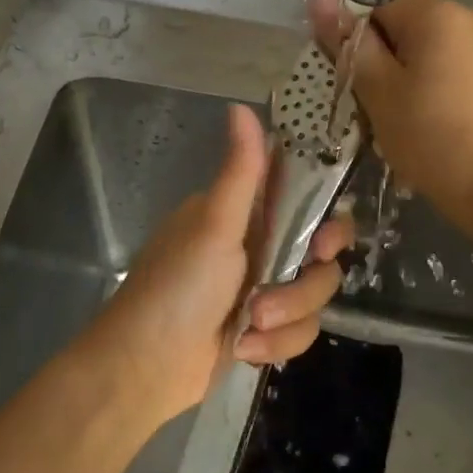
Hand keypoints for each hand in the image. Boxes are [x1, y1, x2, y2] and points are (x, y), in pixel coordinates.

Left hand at [80, 103, 353, 428]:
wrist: (144, 366)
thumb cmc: (177, 287)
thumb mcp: (213, 224)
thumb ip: (241, 171)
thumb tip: (241, 106)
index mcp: (246, 216)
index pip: (307, 205)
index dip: (328, 224)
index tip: (324, 243)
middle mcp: (258, 248)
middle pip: (321, 258)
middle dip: (303, 285)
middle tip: (273, 297)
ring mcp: (262, 292)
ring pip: (314, 300)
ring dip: (286, 319)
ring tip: (248, 329)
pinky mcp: (263, 331)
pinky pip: (300, 333)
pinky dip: (275, 345)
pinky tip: (243, 350)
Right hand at [310, 0, 472, 223]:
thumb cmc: (431, 138)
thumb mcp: (379, 91)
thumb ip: (349, 44)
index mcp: (437, 13)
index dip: (353, 30)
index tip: (345, 70)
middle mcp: (466, 16)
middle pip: (401, 20)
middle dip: (376, 54)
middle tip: (364, 99)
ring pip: (421, 45)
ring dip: (397, 72)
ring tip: (390, 114)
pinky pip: (444, 63)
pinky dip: (423, 83)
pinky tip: (419, 118)